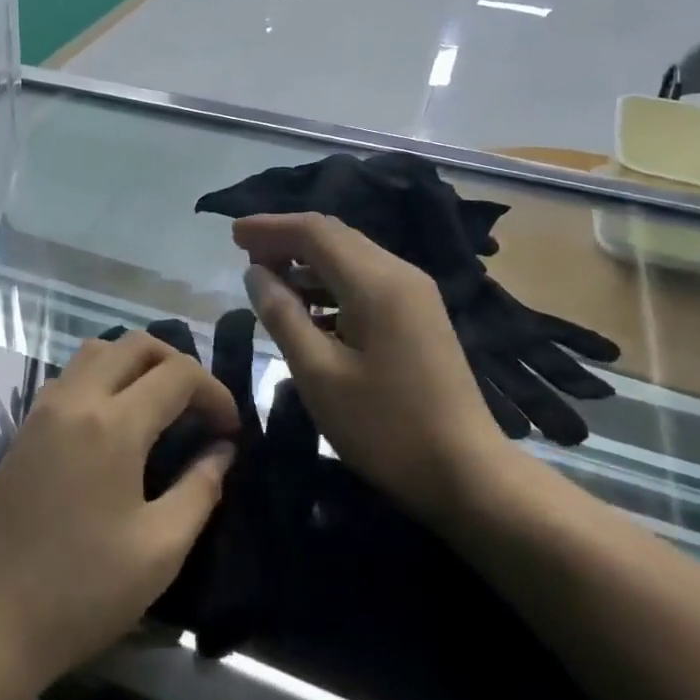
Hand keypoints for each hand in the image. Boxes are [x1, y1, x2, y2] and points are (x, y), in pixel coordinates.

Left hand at [0, 332, 238, 695]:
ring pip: (97, 352)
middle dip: (178, 363)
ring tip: (159, 406)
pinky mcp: (24, 430)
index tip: (230, 429)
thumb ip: (200, 489)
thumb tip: (222, 451)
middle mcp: (75, 400)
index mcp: (113, 425)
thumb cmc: (82, 591)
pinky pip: (70, 377)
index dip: (214, 392)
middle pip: (135, 345)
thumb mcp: (160, 549)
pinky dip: (102, 378)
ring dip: (136, 363)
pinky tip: (113, 423)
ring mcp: (43, 412)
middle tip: (199, 407)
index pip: (178, 374)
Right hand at [235, 212, 503, 526]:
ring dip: (307, 263)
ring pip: (351, 258)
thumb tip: (255, 273)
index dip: (270, 227)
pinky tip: (308, 310)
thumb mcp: (319, 374)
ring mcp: (415, 294)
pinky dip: (331, 284)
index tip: (232, 234)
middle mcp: (400, 274)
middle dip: (286, 240)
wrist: (467, 472)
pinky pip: (367, 282)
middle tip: (244, 255)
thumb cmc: (385, 427)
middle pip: (335, 237)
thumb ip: (283, 316)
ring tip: (268, 283)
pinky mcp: (420, 315)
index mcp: (376, 282)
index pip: (315, 231)